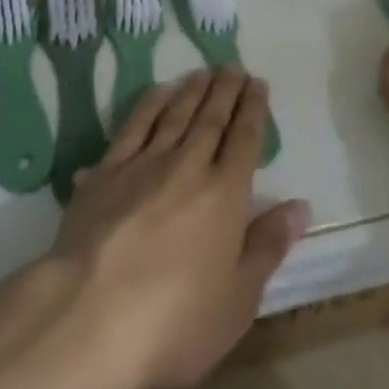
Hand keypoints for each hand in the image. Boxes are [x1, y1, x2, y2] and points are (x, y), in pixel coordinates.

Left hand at [48, 69, 309, 388]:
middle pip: (211, 118)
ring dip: (192, 90)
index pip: (245, 139)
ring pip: (175, 115)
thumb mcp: (237, 300)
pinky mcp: (106, 172)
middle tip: (233, 66)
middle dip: (225, 90)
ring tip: (203, 72)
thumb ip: (268, 246)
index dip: (253, 109)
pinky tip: (158, 92)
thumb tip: (300, 205)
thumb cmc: (174, 321)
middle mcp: (189, 167)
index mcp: (225, 194)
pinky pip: (134, 126)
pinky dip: (150, 104)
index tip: (257, 83)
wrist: (89, 317)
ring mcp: (144, 165)